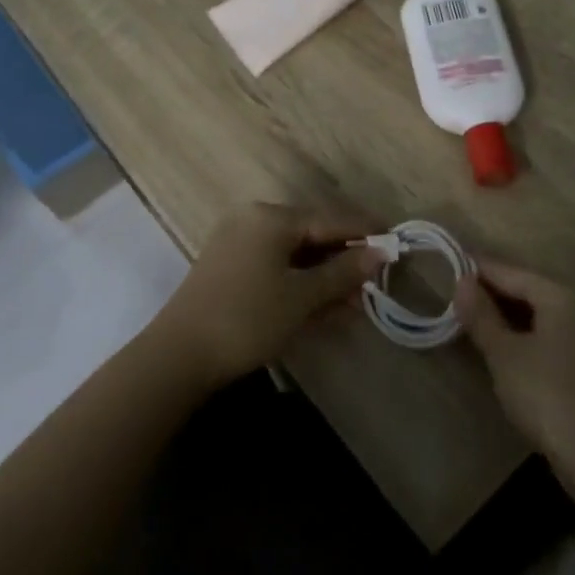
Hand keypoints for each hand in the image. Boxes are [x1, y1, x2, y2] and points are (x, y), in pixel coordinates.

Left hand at [157, 203, 386, 388]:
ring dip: (325, 276)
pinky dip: (300, 283)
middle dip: (345, 259)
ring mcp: (238, 244)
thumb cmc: (248, 319)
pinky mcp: (228, 268)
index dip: (365, 231)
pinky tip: (323, 305)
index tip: (396, 239)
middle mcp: (253, 221)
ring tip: (356, 300)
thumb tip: (380, 253)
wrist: (179, 356)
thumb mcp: (302, 296)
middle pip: (312, 234)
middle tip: (377, 279)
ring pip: (294, 254)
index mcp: (271, 217)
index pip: (330, 218)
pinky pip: (276, 267)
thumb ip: (343, 272)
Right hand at [455, 259, 574, 482]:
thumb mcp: (505, 355)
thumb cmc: (547, 396)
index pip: (514, 273)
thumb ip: (482, 316)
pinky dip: (529, 333)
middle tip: (460, 292)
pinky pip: (555, 335)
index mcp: (563, 297)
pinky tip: (509, 347)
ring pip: (544, 314)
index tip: (453, 263)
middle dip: (496, 291)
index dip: (482, 269)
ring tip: (477, 318)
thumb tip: (462, 281)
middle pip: (532, 290)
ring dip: (511, 314)